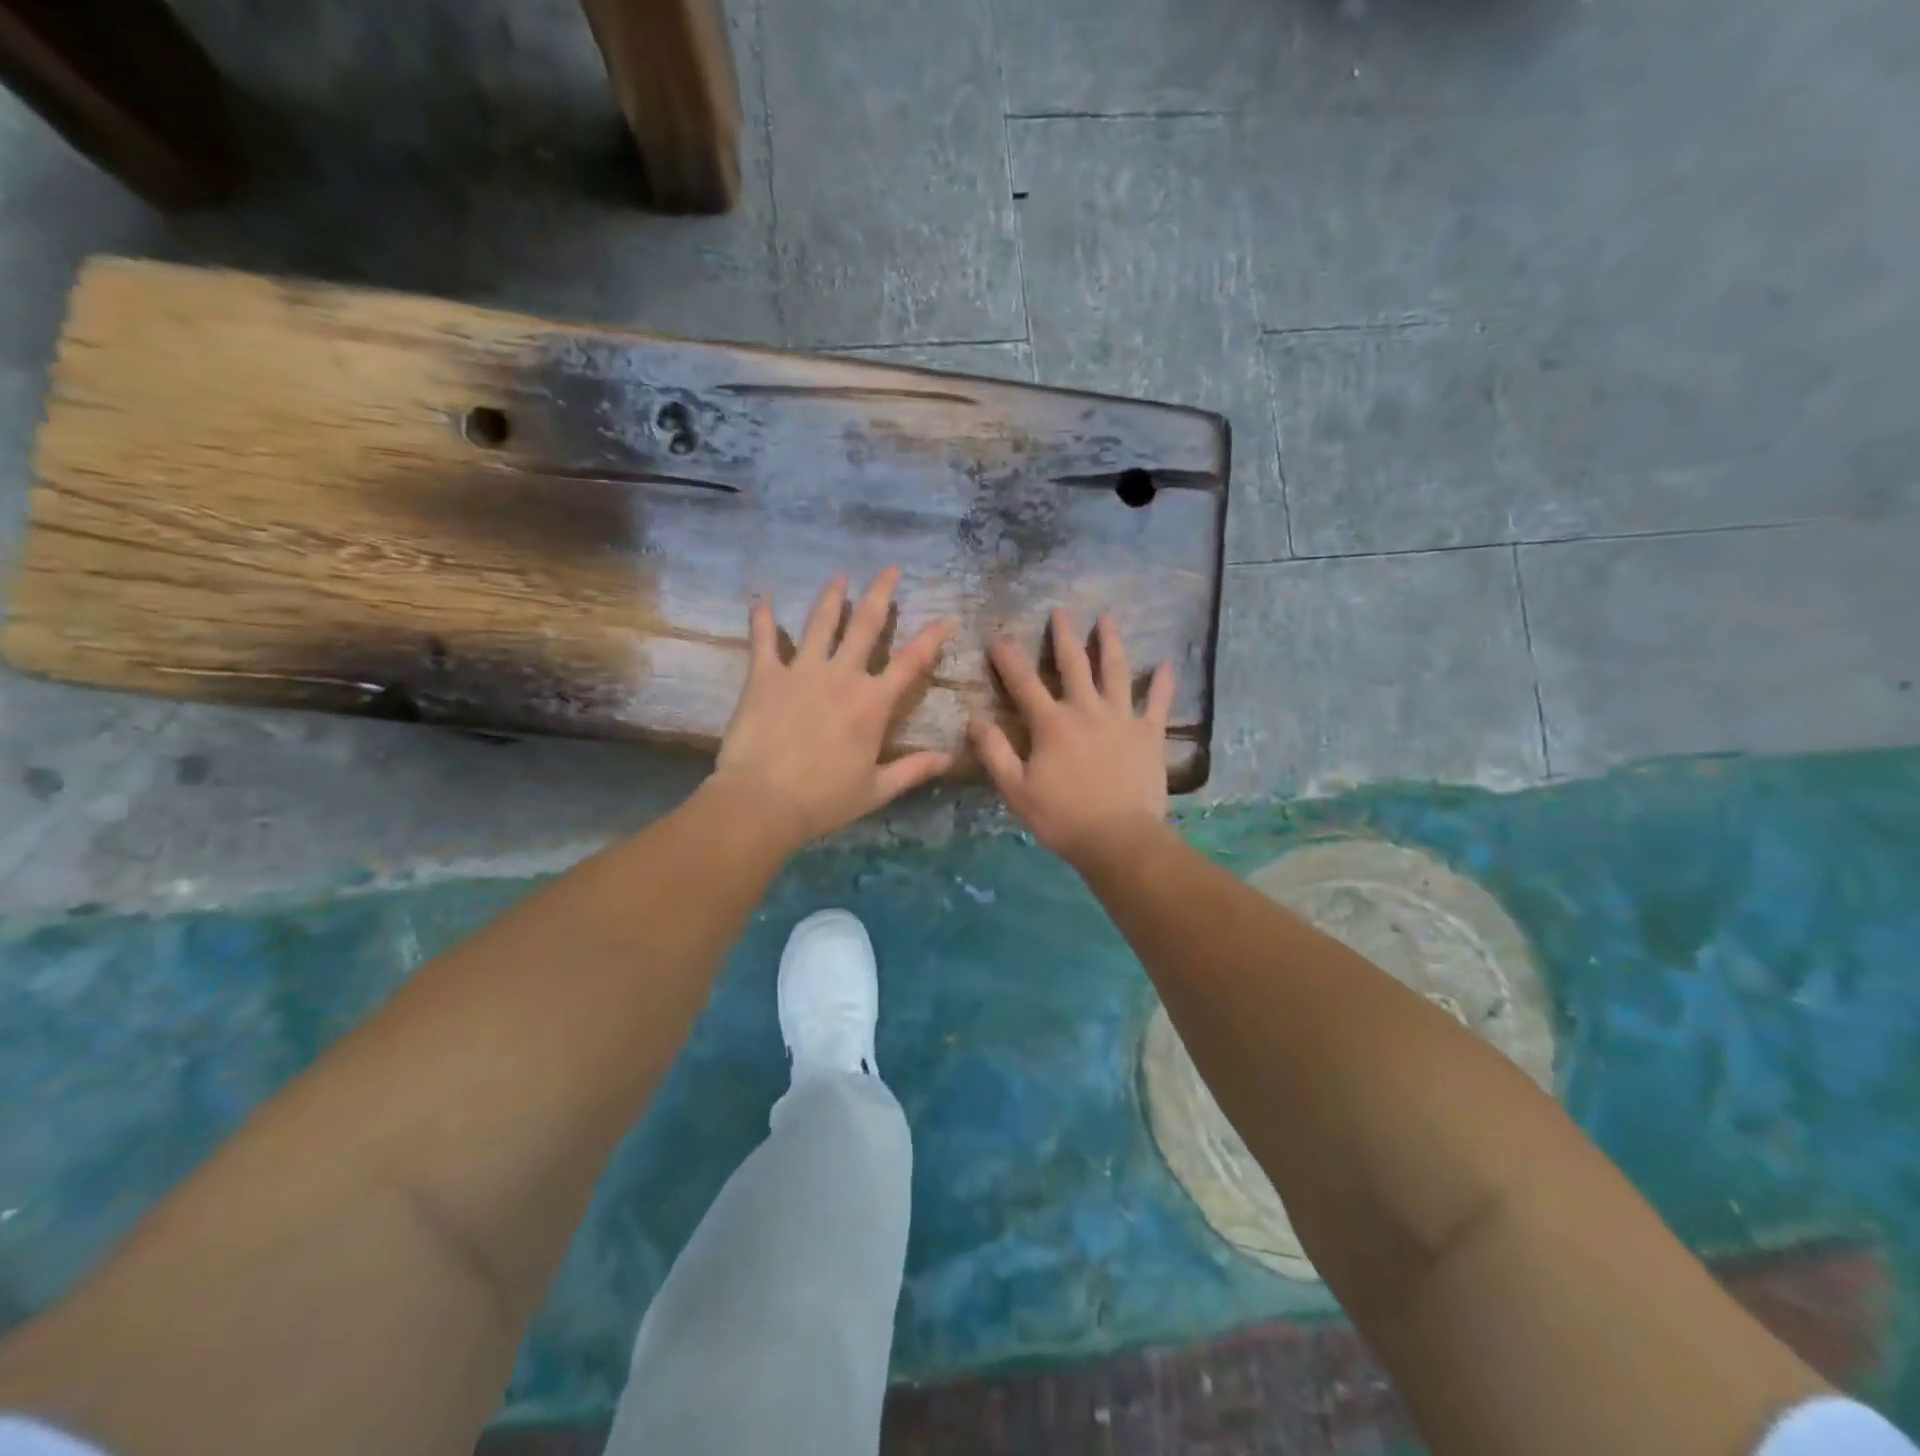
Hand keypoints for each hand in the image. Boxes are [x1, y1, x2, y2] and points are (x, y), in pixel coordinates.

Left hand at [712, 568, 955, 848]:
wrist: (763, 801)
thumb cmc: (824, 799)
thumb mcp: (876, 790)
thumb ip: (914, 769)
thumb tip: (949, 758)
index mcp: (873, 703)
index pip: (912, 661)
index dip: (933, 637)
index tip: (946, 618)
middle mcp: (842, 676)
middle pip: (866, 624)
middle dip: (881, 593)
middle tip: (890, 569)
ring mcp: (802, 671)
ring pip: (821, 622)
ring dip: (832, 596)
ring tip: (839, 576)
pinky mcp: (765, 675)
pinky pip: (764, 639)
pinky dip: (763, 617)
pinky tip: (761, 597)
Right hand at [969, 610, 1174, 867]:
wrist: (1119, 839)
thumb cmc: (1062, 817)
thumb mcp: (1015, 789)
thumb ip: (994, 751)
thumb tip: (974, 718)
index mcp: (1051, 723)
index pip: (1023, 682)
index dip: (1008, 658)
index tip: (998, 638)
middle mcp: (1086, 710)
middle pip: (1073, 664)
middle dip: (1064, 636)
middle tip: (1060, 612)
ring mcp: (1122, 718)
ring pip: (1115, 671)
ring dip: (1110, 642)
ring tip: (1108, 617)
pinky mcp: (1149, 733)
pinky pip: (1157, 702)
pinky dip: (1162, 682)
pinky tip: (1166, 664)